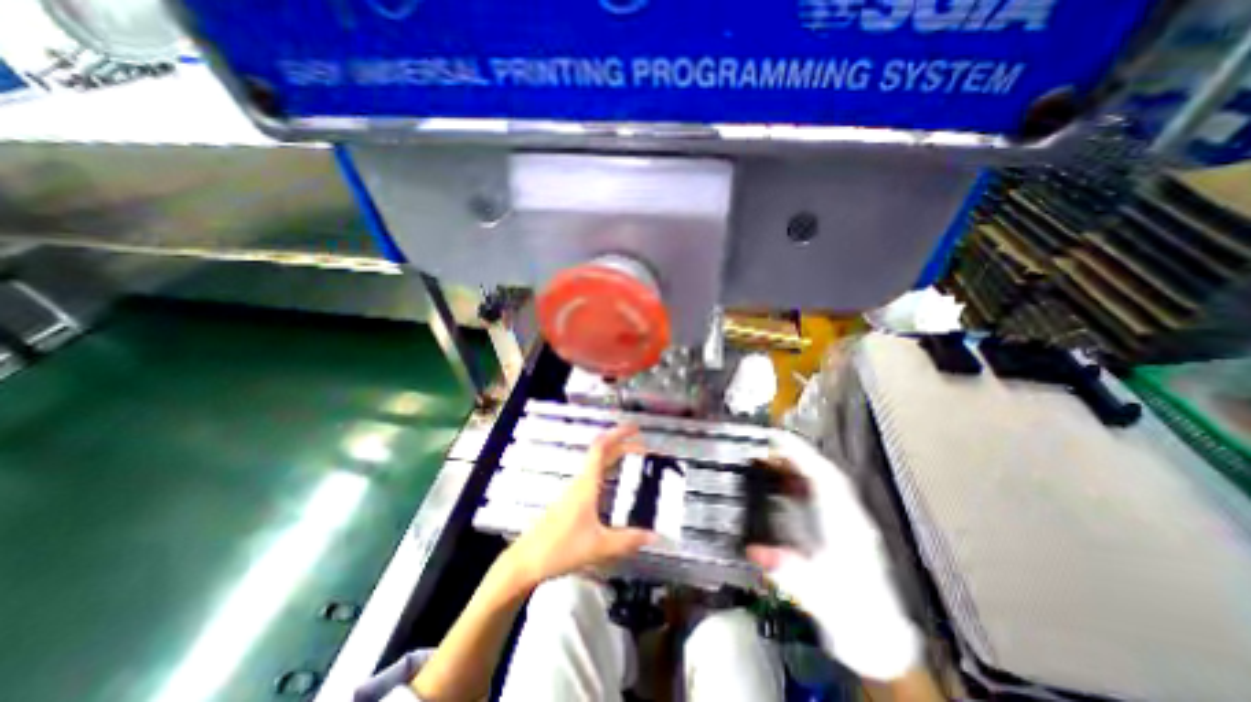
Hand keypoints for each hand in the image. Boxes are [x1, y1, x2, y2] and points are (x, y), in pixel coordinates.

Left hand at [506, 424, 663, 588]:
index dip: (618, 434)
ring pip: (596, 463)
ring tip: (631, 459)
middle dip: (622, 445)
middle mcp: (580, 483)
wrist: (527, 560)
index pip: (602, 448)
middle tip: (642, 447)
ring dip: (614, 456)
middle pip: (601, 453)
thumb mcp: (599, 546)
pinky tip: (613, 482)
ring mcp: (574, 490)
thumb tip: (652, 535)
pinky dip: (607, 470)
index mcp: (586, 485)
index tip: (634, 428)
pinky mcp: (571, 500)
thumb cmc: (558, 548)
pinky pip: (592, 475)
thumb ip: (627, 540)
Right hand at [740, 432, 916, 678]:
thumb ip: (787, 570)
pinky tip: (788, 483)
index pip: (824, 476)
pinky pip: (823, 494)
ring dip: (798, 465)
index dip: (800, 453)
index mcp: (846, 525)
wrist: (878, 637)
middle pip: (824, 472)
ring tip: (773, 457)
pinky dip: (804, 482)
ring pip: (825, 481)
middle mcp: (850, 516)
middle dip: (795, 454)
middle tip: (767, 444)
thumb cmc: (851, 615)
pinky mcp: (845, 528)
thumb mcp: (816, 594)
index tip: (777, 439)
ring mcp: (849, 521)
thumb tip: (756, 551)